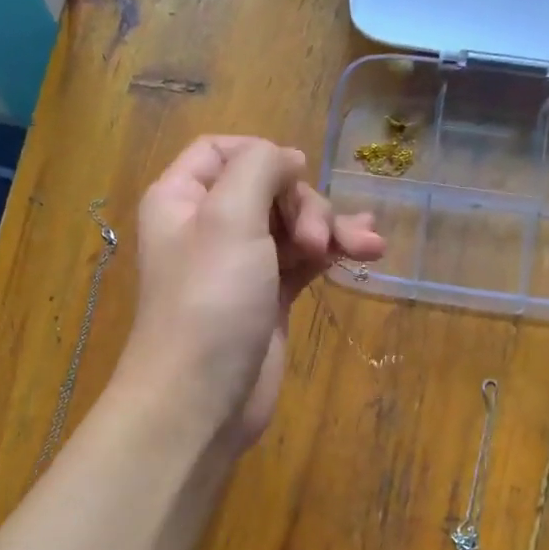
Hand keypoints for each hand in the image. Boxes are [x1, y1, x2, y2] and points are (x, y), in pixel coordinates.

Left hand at [116, 136, 384, 447]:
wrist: (203, 398)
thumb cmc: (210, 301)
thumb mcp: (229, 218)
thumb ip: (258, 168)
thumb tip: (286, 158)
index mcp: (182, 199)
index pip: (220, 150)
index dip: (262, 154)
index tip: (296, 173)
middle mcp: (208, 226)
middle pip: (266, 187)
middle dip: (304, 204)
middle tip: (316, 240)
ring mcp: (241, 264)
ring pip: (292, 225)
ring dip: (330, 228)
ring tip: (366, 247)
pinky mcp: (268, 297)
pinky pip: (303, 260)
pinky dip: (332, 253)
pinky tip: (366, 252)